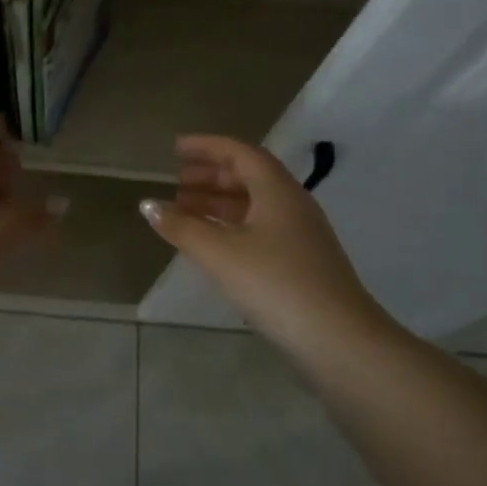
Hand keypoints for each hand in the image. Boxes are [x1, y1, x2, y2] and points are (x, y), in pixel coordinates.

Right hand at [141, 135, 405, 360]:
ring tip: (184, 211)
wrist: (339, 339)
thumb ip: (182, 227)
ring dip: (219, 202)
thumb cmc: (276, 284)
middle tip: (177, 181)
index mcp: (277, 190)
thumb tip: (148, 205)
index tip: (175, 149)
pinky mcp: (301, 261)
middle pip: (248, 176)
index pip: (239, 152)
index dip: (206, 147)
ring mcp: (300, 234)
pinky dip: (231, 226)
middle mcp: (292, 204)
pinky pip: (260, 228)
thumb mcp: (221, 253)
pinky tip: (213, 243)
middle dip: (210, 175)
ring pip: (254, 205)